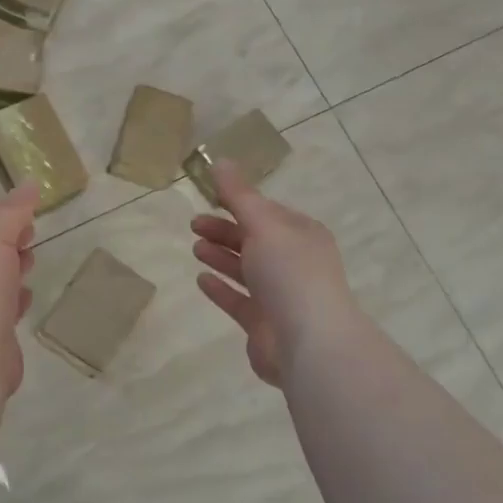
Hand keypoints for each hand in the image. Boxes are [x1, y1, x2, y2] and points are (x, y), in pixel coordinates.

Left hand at [0, 184, 37, 399]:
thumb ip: (13, 212)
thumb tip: (31, 184)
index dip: (5, 208)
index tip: (33, 202)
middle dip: (9, 237)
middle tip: (33, 231)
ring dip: (12, 266)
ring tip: (31, 260)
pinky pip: (3, 306)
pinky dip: (16, 298)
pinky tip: (27, 297)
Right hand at [191, 164, 357, 386]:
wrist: (309, 342)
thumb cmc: (289, 273)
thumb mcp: (263, 224)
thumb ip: (239, 195)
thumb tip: (220, 160)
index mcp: (302, 235)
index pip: (267, 212)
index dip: (238, 203)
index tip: (208, 197)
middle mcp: (295, 263)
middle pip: (255, 240)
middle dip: (225, 230)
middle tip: (193, 224)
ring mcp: (281, 296)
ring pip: (246, 270)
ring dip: (221, 256)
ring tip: (195, 248)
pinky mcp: (265, 324)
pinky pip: (239, 300)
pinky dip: (221, 288)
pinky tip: (201, 279)